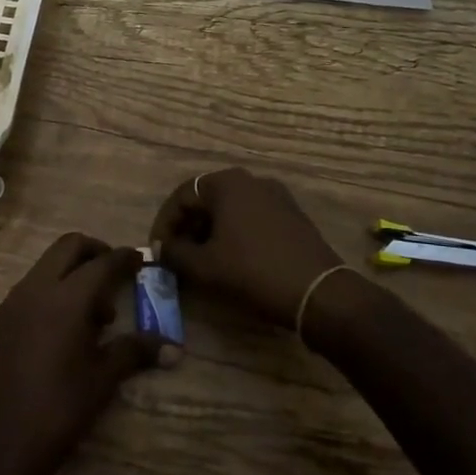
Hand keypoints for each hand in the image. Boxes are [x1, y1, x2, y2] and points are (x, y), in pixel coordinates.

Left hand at [0, 234, 160, 474]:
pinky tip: (69, 329)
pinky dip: (55, 290)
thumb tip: (173, 347)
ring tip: (97, 315)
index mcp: (65, 298)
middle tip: (117, 275)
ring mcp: (14, 302)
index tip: (143, 259)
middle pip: (69, 247)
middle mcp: (36, 288)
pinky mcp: (1, 320)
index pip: (102, 263)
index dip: (125, 258)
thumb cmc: (56, 412)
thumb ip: (134, 352)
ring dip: (74, 273)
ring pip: (48, 265)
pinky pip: (34, 287)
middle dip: (96, 252)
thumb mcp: (101, 381)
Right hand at [151, 168, 342, 328]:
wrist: (318, 293)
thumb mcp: (204, 267)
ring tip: (201, 261)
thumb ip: (174, 254)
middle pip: (207, 200)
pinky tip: (231, 260)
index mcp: (228, 183)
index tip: (158, 250)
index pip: (182, 196)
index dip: (164, 223)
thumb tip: (161, 249)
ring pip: (230, 210)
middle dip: (188, 227)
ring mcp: (277, 197)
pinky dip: (234, 235)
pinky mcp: (293, 216)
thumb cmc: (253, 272)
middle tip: (177, 256)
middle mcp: (252, 181)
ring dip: (210, 232)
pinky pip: (252, 218)